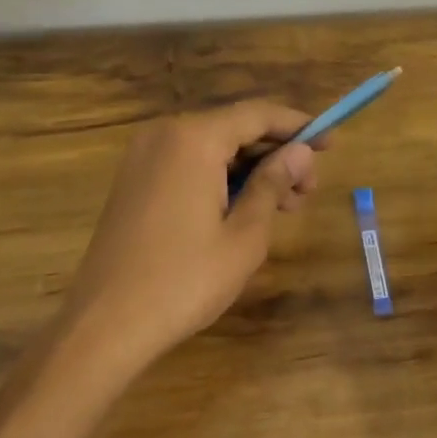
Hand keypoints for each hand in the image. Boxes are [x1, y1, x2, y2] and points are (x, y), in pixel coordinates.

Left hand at [61, 101, 320, 374]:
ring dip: (250, 168)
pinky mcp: (133, 181)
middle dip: (276, 152)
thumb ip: (273, 184)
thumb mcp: (244, 235)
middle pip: (233, 127)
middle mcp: (164, 135)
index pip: (257, 114)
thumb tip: (302, 152)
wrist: (106, 323)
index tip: (331, 142)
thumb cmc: (185, 280)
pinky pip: (187, 164)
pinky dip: (220, 177)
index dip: (299, 125)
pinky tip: (242, 208)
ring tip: (283, 205)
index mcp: (194, 139)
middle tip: (307, 190)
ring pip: (211, 147)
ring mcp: (143, 157)